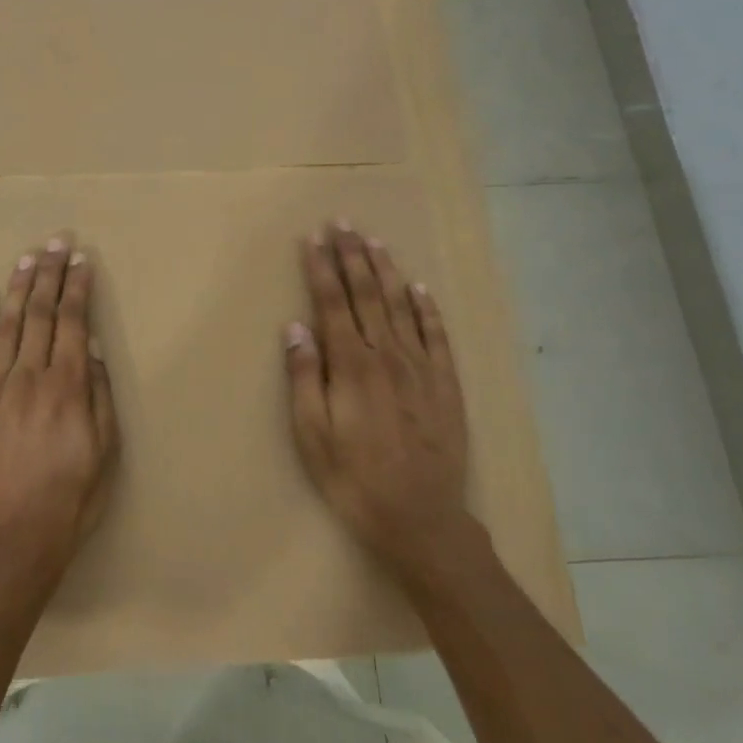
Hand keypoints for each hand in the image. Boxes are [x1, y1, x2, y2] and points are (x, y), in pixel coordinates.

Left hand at [0, 235, 119, 585]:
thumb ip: (99, 394)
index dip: (78, 287)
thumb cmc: (70, 498)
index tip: (82, 260)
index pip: (75, 322)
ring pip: (9, 325)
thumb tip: (94, 347)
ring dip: (19, 288)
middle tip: (56, 241)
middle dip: (50, 273)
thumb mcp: (105, 451)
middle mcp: (31, 376)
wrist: (11, 539)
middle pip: (42, 313)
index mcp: (68, 386)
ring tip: (27, 257)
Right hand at [285, 224, 475, 586]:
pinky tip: (420, 287)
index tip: (313, 238)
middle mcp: (387, 355)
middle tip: (342, 222)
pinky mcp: (446, 384)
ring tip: (373, 241)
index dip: (321, 268)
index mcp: (351, 366)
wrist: (423, 520)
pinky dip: (427, 308)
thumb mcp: (313, 436)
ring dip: (386, 270)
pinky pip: (436, 335)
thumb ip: (304, 378)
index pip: (332, 303)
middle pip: (367, 294)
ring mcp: (421, 368)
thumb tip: (295, 327)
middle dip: (351, 256)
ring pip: (402, 305)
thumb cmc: (355, 480)